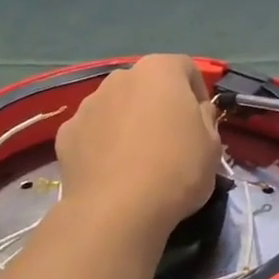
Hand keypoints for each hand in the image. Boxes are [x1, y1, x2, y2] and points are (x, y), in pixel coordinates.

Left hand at [56, 56, 220, 237]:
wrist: (117, 210)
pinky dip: (103, 144)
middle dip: (159, 105)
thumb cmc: (176, 170)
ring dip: (129, 122)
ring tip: (138, 159)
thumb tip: (197, 110)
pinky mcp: (66, 133)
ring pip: (117, 106)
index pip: (185, 67)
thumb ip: (206, 118)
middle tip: (171, 139)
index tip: (201, 121)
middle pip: (146, 84)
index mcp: (159, 71)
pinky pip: (93, 132)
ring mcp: (88, 104)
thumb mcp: (212, 146)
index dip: (197, 92)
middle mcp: (120, 78)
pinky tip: (113, 172)